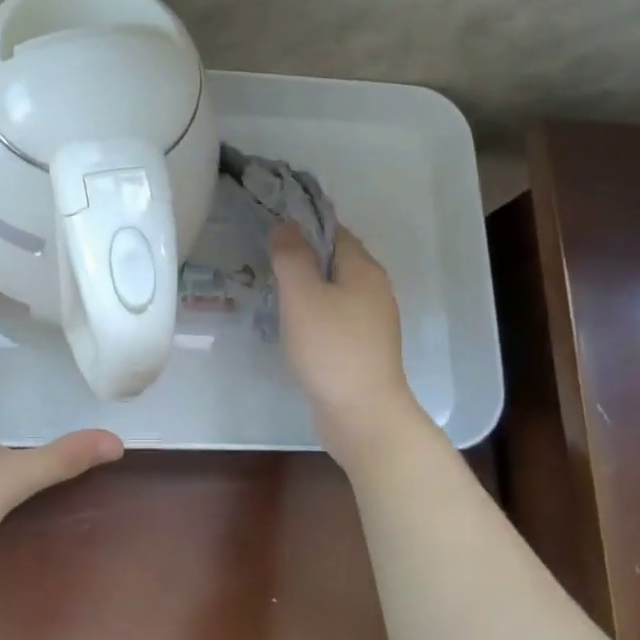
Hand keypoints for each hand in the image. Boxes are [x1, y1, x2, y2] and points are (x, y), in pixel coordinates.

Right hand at [270, 222, 427, 467]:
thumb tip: (285, 224)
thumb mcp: (302, 295)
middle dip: (303, 257)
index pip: (334, 232)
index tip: (271, 229)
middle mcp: (374, 291)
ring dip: (307, 289)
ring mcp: (372, 323)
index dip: (303, 226)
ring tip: (272, 291)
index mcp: (364, 270)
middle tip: (265, 260)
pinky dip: (314, 315)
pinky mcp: (363, 349)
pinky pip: (335, 319)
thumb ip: (291, 256)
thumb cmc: (331, 348)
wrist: (362, 414)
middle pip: (335, 261)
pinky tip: (292, 327)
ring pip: (335, 292)